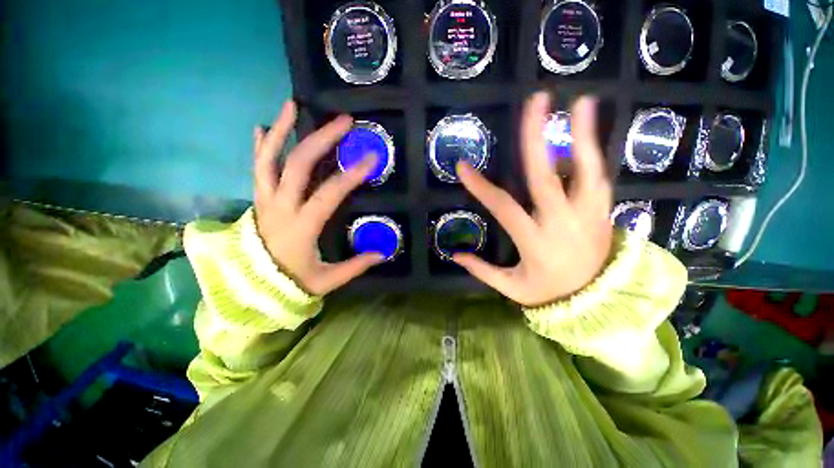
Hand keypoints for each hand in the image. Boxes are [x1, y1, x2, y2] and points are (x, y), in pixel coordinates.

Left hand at [253, 101, 382, 295]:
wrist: (249, 287)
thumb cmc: (290, 283)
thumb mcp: (326, 280)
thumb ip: (355, 266)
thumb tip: (382, 253)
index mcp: (301, 227)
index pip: (328, 194)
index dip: (350, 176)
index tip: (370, 159)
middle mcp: (280, 207)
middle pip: (298, 165)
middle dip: (322, 139)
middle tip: (343, 121)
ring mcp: (265, 200)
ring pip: (269, 159)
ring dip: (281, 130)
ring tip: (293, 105)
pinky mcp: (258, 199)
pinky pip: (257, 168)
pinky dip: (260, 146)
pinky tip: (264, 127)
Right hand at [454, 92, 613, 306]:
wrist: (599, 302)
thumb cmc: (549, 293)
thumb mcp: (511, 287)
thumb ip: (482, 270)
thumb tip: (455, 254)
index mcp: (534, 241)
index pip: (504, 208)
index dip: (481, 187)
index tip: (462, 166)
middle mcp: (561, 222)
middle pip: (546, 177)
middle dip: (537, 139)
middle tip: (535, 102)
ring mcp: (588, 214)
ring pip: (587, 171)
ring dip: (583, 136)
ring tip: (581, 102)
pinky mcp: (603, 212)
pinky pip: (600, 178)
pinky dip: (594, 155)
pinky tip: (587, 135)